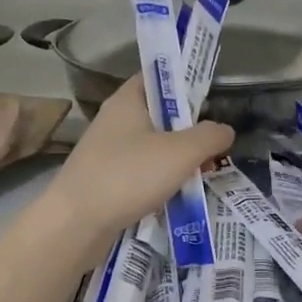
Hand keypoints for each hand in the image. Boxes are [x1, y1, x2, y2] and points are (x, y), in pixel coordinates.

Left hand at [43, 76, 233, 252]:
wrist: (75, 224)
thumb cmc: (128, 176)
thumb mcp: (181, 152)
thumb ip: (210, 136)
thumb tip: (225, 130)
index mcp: (128, 99)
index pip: (160, 76)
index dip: (187, 82)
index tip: (213, 100)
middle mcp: (115, 119)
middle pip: (160, 114)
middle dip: (189, 129)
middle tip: (216, 144)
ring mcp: (107, 151)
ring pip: (152, 147)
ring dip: (177, 159)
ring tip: (203, 173)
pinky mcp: (105, 180)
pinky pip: (141, 172)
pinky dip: (160, 181)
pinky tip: (177, 196)